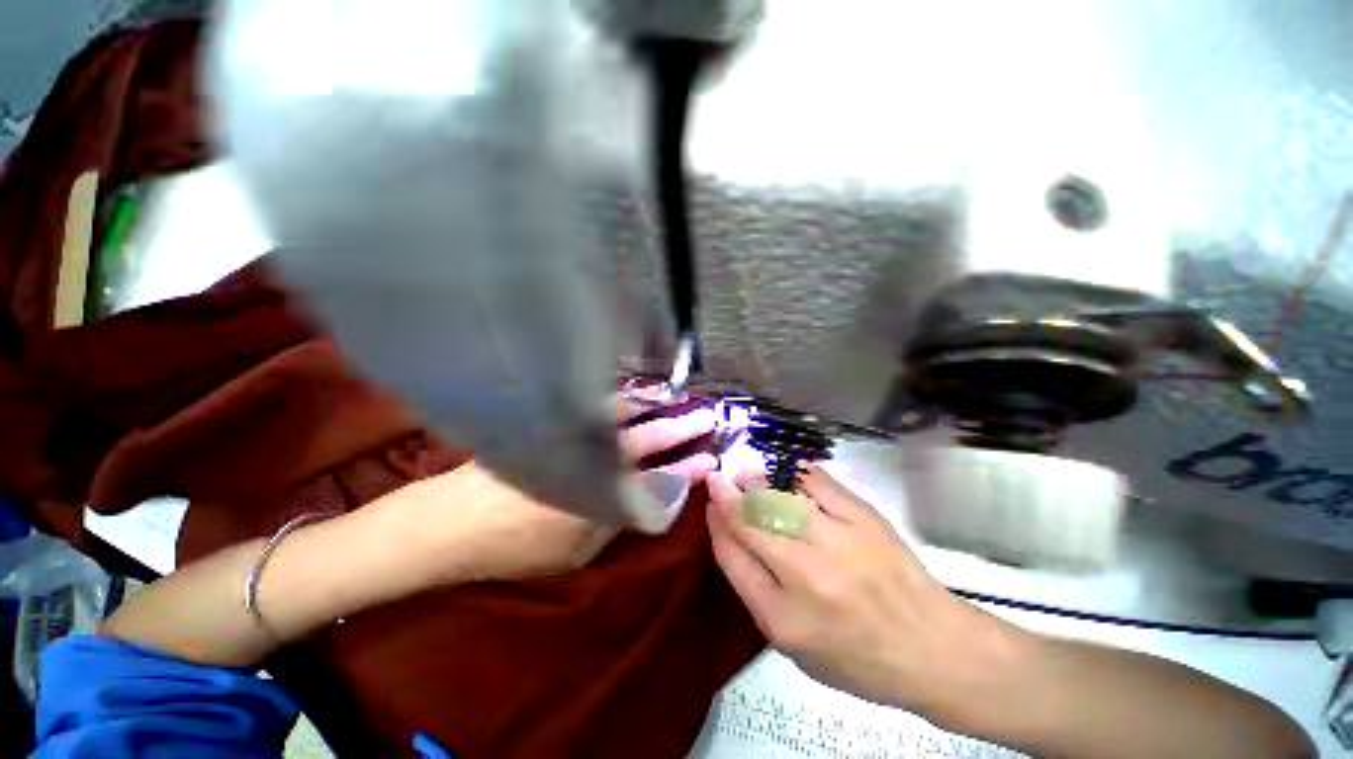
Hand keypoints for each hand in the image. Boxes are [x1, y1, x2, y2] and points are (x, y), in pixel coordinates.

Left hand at [375, 397, 718, 583]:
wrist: (450, 522)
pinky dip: (619, 399)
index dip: (687, 470)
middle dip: (681, 428)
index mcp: (605, 494)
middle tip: (706, 416)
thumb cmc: (516, 546)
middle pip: (648, 439)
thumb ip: (619, 521)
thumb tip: (654, 500)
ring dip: (653, 405)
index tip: (708, 459)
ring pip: (624, 415)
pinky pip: (596, 407)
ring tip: (675, 395)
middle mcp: (595, 458)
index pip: (660, 478)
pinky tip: (632, 393)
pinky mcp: (555, 425)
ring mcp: (574, 437)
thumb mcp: (578, 550)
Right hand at [706, 465, 1022, 716]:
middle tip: (718, 481)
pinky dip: (796, 474)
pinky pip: (818, 483)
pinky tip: (785, 471)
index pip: (733, 558)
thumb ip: (758, 590)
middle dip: (727, 497)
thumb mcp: (794, 645)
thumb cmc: (856, 657)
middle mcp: (806, 576)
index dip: (717, 525)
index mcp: (784, 619)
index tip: (711, 505)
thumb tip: (732, 536)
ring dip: (756, 483)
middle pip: (751, 524)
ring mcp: (837, 541)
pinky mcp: (864, 519)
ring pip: (779, 499)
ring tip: (745, 475)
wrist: (932, 647)